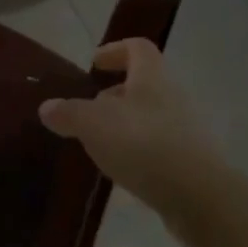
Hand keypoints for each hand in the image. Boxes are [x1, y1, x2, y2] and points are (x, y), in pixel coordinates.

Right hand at [38, 39, 222, 219]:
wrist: (200, 198)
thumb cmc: (144, 145)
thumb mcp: (94, 124)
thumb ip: (69, 113)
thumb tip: (47, 107)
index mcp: (151, 77)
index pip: (138, 48)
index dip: (115, 50)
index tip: (95, 65)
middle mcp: (172, 97)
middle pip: (143, 84)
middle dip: (114, 95)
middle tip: (88, 112)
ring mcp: (185, 131)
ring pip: (149, 118)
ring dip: (124, 126)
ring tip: (99, 145)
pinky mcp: (189, 163)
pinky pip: (158, 147)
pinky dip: (138, 153)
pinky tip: (121, 171)